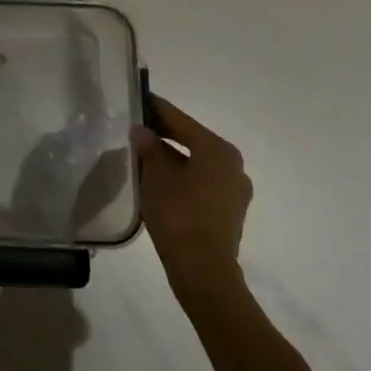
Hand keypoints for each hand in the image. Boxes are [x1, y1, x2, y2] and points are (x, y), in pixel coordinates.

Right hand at [133, 95, 251, 302]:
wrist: (203, 272)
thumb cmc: (179, 214)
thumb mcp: (156, 175)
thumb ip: (148, 148)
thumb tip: (142, 131)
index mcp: (217, 149)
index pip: (180, 120)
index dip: (157, 109)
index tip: (138, 98)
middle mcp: (232, 164)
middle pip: (192, 140)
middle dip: (164, 134)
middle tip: (136, 127)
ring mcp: (234, 190)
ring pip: (197, 162)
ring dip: (173, 157)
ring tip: (143, 155)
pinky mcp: (229, 211)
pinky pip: (202, 181)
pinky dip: (182, 175)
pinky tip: (160, 180)